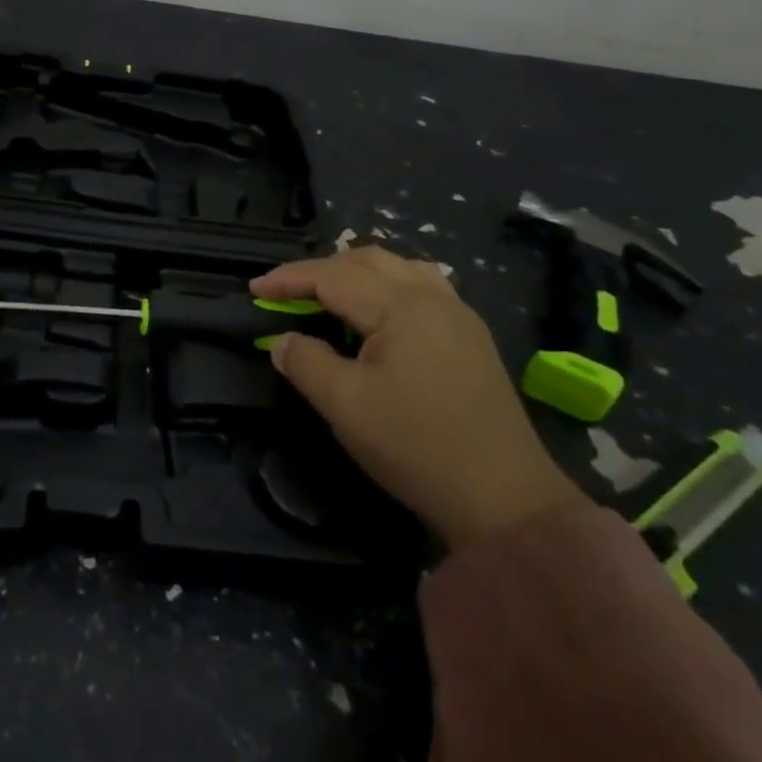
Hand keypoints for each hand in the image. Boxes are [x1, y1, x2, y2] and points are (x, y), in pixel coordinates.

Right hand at [250, 247, 580, 547]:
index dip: (289, 278)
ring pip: (398, 268)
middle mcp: (432, 297)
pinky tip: (379, 311)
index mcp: (401, 307)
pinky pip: (422, 286)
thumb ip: (306, 363)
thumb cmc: (417, 447)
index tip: (254, 288)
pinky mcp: (471, 337)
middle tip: (288, 292)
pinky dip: (387, 285)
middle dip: (321, 270)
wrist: (507, 501)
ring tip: (330, 295)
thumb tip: (283, 341)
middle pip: (366, 260)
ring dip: (356, 272)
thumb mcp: (346, 407)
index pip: (333, 276)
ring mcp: (458, 315)